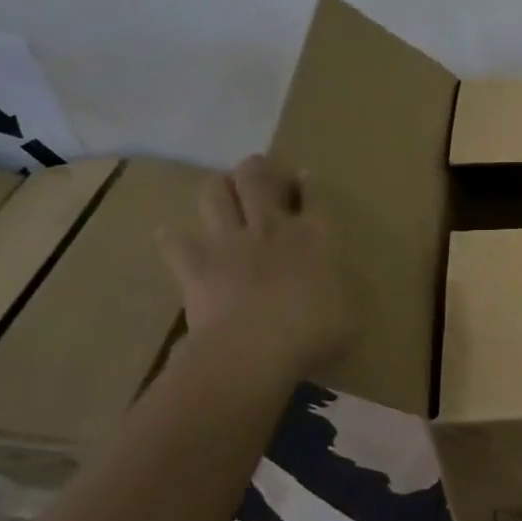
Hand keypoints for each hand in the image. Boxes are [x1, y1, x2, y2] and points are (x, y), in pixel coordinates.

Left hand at [157, 156, 352, 377]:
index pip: (313, 197)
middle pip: (257, 179)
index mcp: (315, 238)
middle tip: (258, 172)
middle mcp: (271, 229)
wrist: (253, 351)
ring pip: (215, 194)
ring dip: (218, 189)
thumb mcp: (349, 316)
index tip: (303, 176)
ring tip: (221, 193)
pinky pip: (174, 242)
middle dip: (257, 169)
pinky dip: (173, 239)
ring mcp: (229, 243)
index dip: (308, 184)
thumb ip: (342, 294)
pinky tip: (172, 239)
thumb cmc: (313, 335)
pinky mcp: (195, 265)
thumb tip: (338, 290)